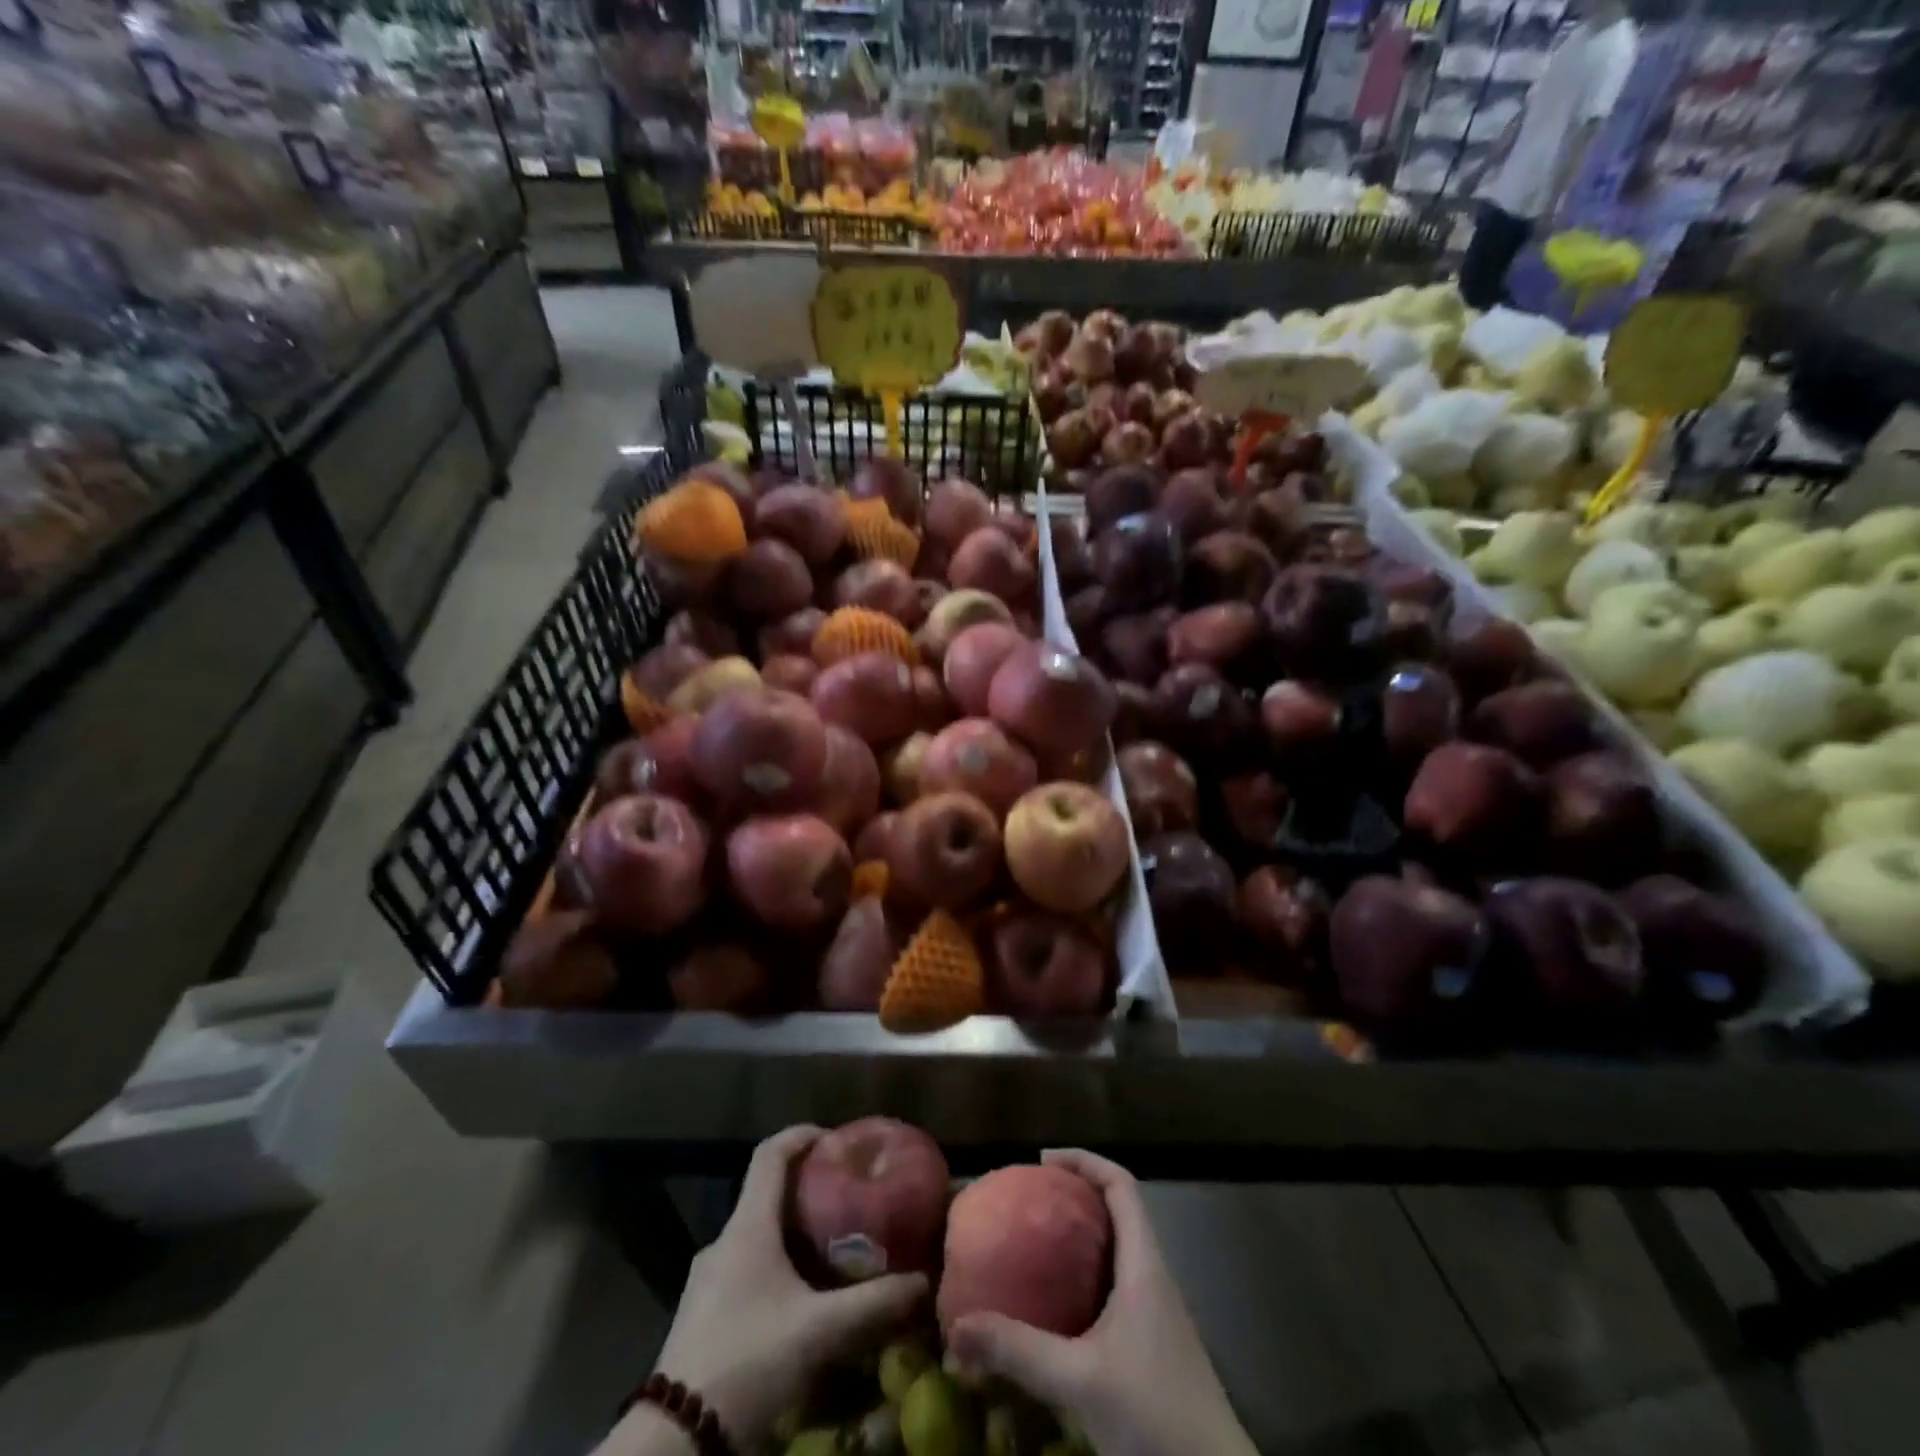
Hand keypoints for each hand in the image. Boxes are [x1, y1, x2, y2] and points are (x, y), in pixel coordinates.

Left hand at [617, 1127, 927, 1452]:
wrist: (673, 1441)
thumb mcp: (819, 1332)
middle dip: (807, 1189)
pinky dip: (776, 1266)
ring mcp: (708, 1279)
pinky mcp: (703, 1314)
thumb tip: (923, 1282)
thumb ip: (873, 1304)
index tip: (835, 1138)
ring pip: (757, 1235)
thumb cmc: (747, 1361)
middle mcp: (724, 1241)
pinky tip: (800, 1300)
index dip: (801, 1135)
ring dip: (792, 1232)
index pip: (770, 1154)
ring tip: (831, 1250)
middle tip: (847, 1200)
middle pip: (766, 1194)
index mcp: (747, 1227)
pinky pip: (746, 1268)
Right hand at [947, 1151, 1254, 1455]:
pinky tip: (1057, 1306)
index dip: (1085, 1161)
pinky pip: (1116, 1286)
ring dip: (1082, 1237)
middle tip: (1030, 1200)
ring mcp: (1157, 1313)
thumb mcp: (1079, 1381)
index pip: (1122, 1185)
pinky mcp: (1153, 1346)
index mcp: (1145, 1265)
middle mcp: (1153, 1277)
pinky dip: (1086, 1277)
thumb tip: (956, 1327)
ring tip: (1035, 1243)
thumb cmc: (1156, 1416)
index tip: (1043, 1161)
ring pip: (1118, 1251)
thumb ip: (1018, 1351)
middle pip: (1119, 1211)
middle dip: (1076, 1196)